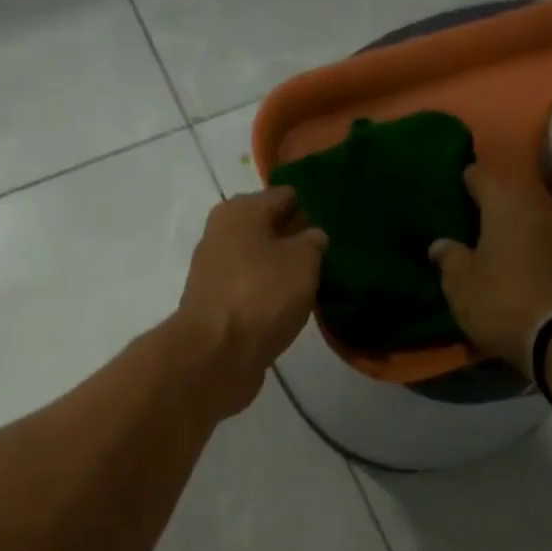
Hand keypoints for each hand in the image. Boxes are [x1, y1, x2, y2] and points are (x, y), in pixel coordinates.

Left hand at [175, 187, 327, 418]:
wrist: (215, 354)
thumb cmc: (262, 295)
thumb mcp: (303, 260)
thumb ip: (313, 242)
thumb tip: (312, 237)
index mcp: (240, 210)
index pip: (285, 196)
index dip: (312, 208)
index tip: (336, 226)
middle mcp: (221, 235)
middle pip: (269, 229)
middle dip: (296, 240)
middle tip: (330, 257)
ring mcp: (215, 273)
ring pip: (259, 263)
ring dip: (283, 272)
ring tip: (315, 285)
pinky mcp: (216, 307)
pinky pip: (251, 292)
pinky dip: (268, 297)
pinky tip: (290, 309)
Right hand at [428, 166, 551, 373]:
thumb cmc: (499, 300)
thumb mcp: (460, 283)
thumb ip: (449, 258)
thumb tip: (440, 243)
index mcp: (505, 209)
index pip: (484, 180)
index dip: (470, 177)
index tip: (461, 175)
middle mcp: (535, 213)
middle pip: (510, 197)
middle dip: (491, 200)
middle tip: (471, 207)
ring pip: (527, 220)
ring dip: (510, 224)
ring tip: (490, 234)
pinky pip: (540, 243)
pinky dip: (525, 245)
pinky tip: (512, 258)